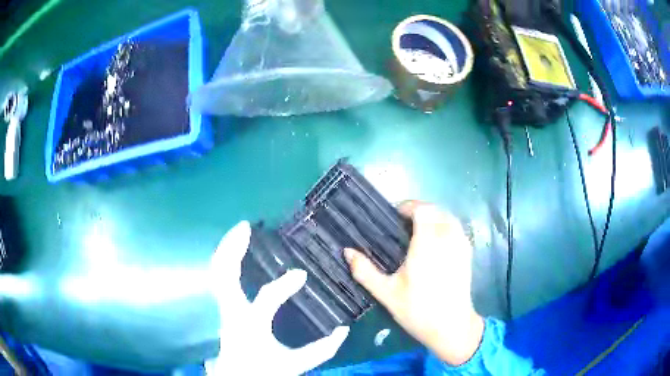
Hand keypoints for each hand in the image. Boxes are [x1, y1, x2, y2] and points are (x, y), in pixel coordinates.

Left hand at [207, 221, 349, 374]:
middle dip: (232, 248)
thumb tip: (344, 330)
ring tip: (238, 231)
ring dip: (226, 250)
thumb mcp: (294, 364)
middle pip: (223, 275)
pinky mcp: (221, 308)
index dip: (285, 284)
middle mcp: (232, 313)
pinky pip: (219, 279)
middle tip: (245, 227)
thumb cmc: (263, 372)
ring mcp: (222, 309)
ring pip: (217, 273)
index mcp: (251, 325)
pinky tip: (233, 252)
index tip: (301, 275)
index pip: (266, 298)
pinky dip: (225, 261)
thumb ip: (321, 350)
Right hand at [344, 201, 483, 365]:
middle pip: (436, 210)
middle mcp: (447, 239)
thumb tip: (347, 251)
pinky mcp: (467, 254)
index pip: (422, 210)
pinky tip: (436, 241)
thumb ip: (365, 271)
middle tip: (403, 223)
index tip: (395, 215)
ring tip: (419, 230)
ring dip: (434, 216)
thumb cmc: (417, 310)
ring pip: (449, 217)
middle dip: (419, 210)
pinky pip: (457, 228)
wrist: (451, 327)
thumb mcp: (386, 293)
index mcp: (427, 244)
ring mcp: (460, 246)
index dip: (408, 207)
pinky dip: (445, 225)